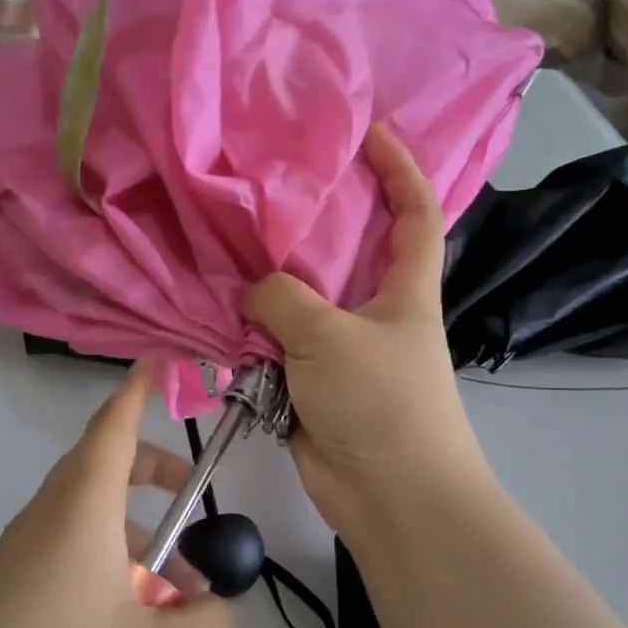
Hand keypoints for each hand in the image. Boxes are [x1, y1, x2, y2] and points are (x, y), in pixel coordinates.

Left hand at [0, 365, 235, 627]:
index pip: (111, 427)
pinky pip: (61, 555)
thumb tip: (212, 603)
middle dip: (148, 470)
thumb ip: (212, 623)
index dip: (137, 391)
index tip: (159, 364)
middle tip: (190, 495)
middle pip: (98, 467)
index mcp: (79, 510)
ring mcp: (14, 557)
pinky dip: (102, 566)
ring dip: (130, 535)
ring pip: (82, 518)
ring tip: (168, 600)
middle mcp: (42, 519)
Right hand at [244, 125, 490, 537]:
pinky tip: (213, 310)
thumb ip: (282, 299)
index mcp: (405, 289)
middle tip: (263, 187)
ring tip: (221, 244)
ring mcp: (340, 350)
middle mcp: (373, 312)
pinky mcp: (309, 385)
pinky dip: (249, 335)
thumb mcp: (331, 336)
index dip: (399, 166)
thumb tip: (251, 293)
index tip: (366, 130)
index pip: (414, 211)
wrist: (389, 497)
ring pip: (298, 302)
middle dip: (310, 220)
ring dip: (265, 285)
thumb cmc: (381, 402)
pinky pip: (274, 347)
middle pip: (343, 252)